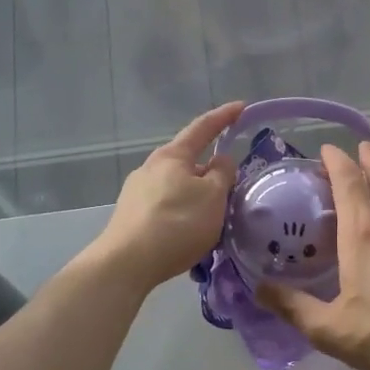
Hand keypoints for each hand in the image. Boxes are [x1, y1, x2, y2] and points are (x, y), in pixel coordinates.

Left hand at [92, 102, 242, 289]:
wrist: (127, 263)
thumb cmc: (177, 223)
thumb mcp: (213, 197)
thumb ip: (223, 174)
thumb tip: (221, 161)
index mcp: (172, 156)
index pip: (203, 128)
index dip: (224, 117)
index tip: (241, 107)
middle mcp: (151, 168)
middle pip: (188, 161)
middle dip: (210, 170)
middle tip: (231, 186)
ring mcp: (137, 192)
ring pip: (177, 186)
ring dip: (197, 196)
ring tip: (213, 217)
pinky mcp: (131, 216)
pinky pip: (167, 207)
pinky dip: (183, 213)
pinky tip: (190, 233)